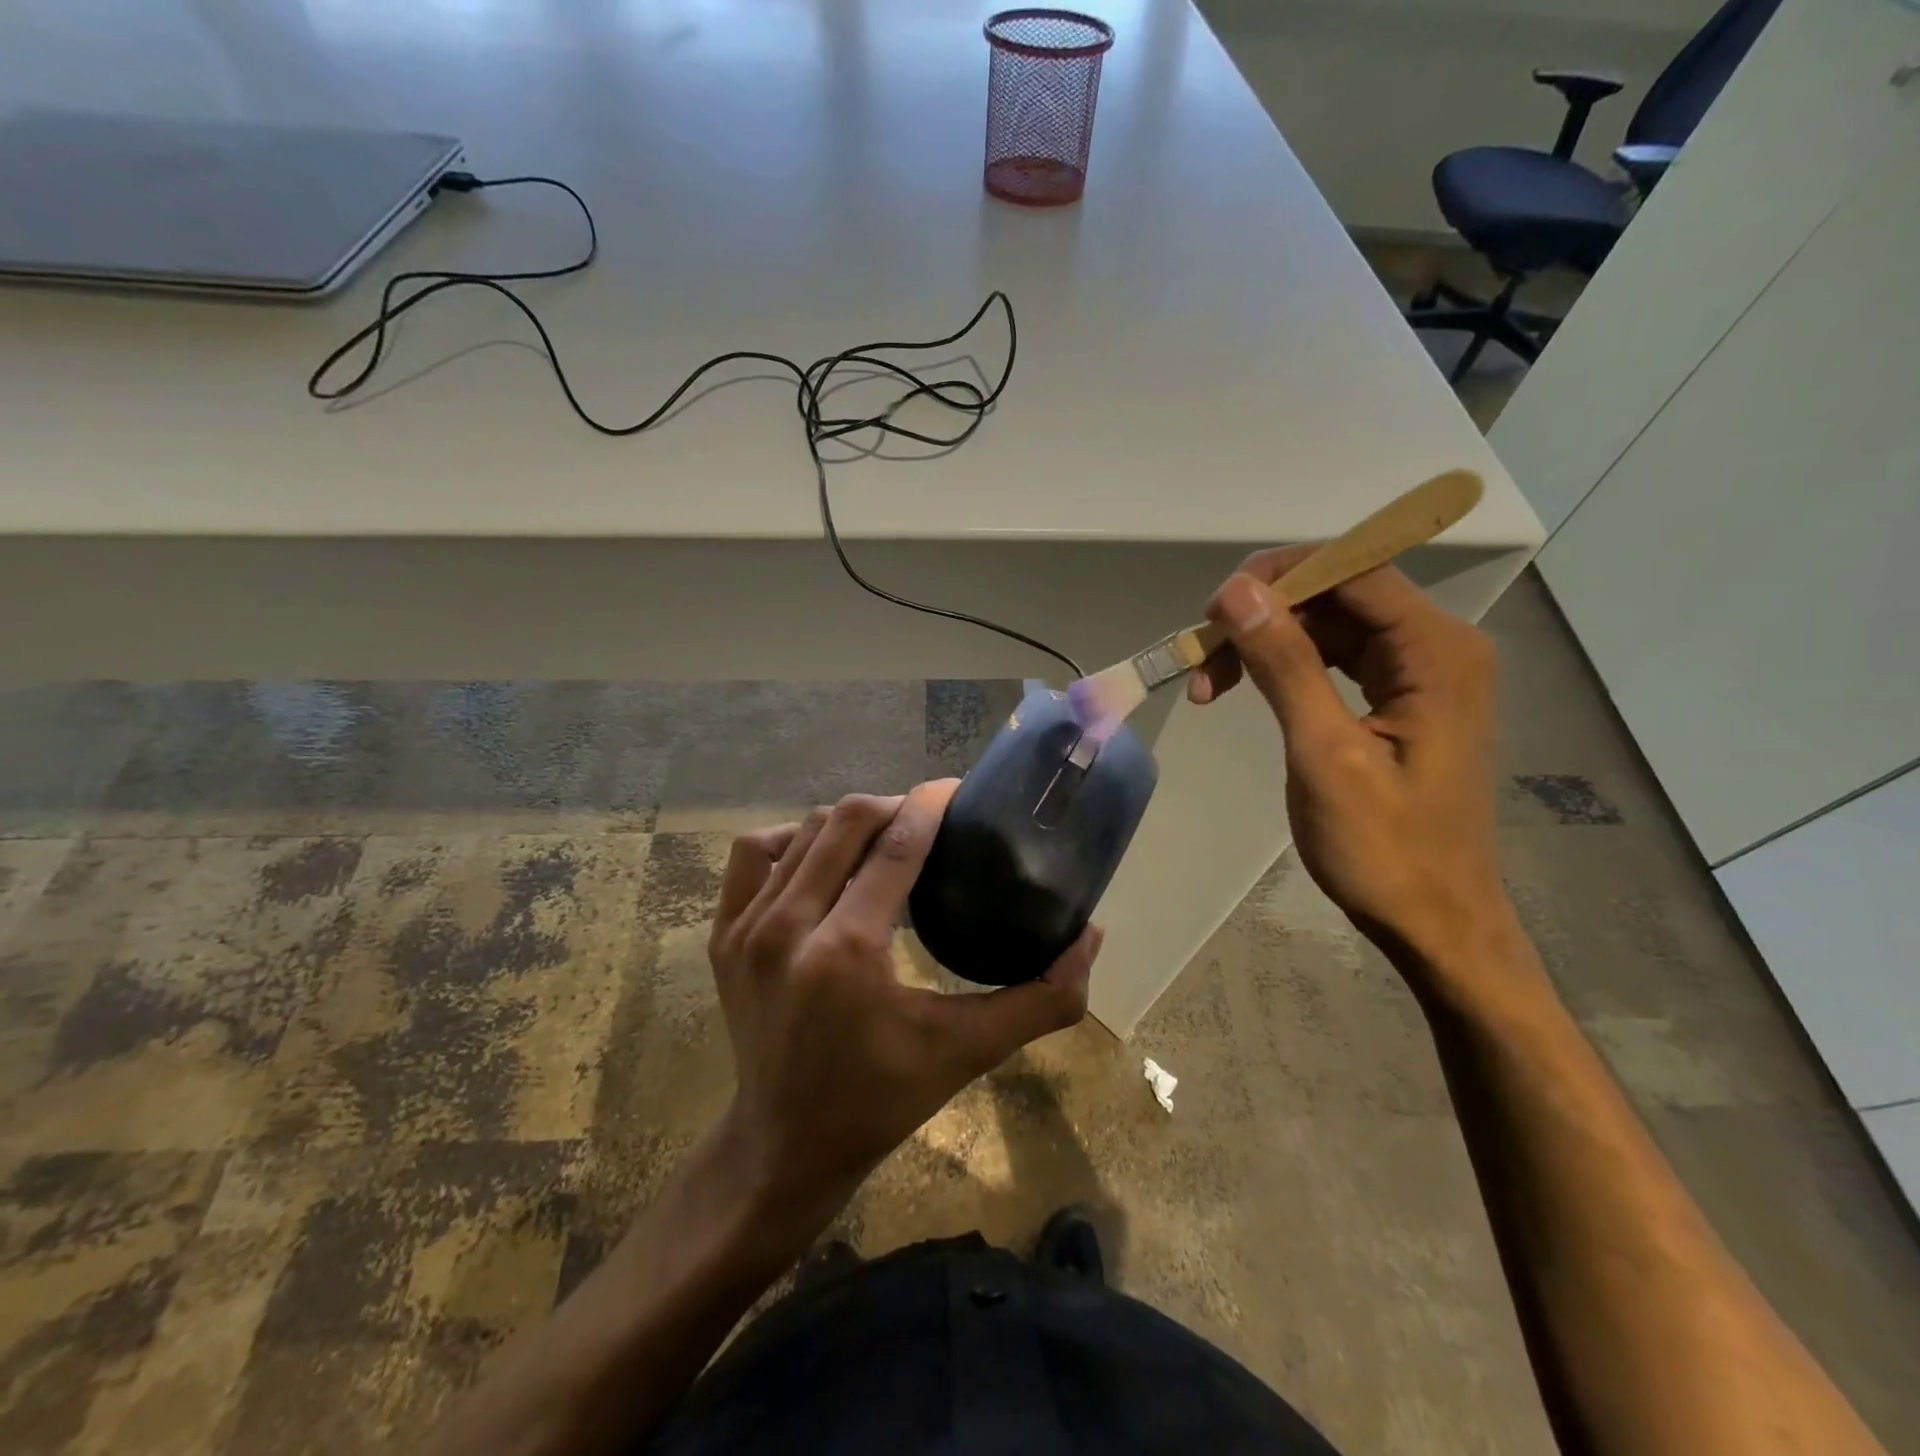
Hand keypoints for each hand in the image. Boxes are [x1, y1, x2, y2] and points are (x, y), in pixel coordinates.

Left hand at [707, 780, 1100, 1224]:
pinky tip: (821, 857)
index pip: (897, 842)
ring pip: (804, 830)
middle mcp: (788, 927)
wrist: (785, 1145)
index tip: (959, 790)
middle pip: (847, 820)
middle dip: (897, 805)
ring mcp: (746, 928)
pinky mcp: (722, 935)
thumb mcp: (968, 1052)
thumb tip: (1091, 938)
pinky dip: (791, 839)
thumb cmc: (882, 1099)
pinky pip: (754, 854)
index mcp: (847, 951)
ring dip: (851, 821)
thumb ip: (1040, 1000)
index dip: (932, 803)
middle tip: (931, 820)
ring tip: (885, 838)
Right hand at [1189, 549, 1508, 971]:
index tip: (1213, 612)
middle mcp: (1438, 645)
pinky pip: (1333, 656)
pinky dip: (1283, 667)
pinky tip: (1245, 689)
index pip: (1354, 569)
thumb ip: (1284, 666)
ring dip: (1266, 643)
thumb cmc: (1384, 849)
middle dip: (1264, 615)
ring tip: (1210, 684)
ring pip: (1328, 623)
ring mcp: (1420, 671)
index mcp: (1437, 651)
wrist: (1433, 921)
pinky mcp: (1399, 697)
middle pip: (1338, 592)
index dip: (1278, 576)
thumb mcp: (1325, 754)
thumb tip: (1236, 591)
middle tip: (1202, 658)